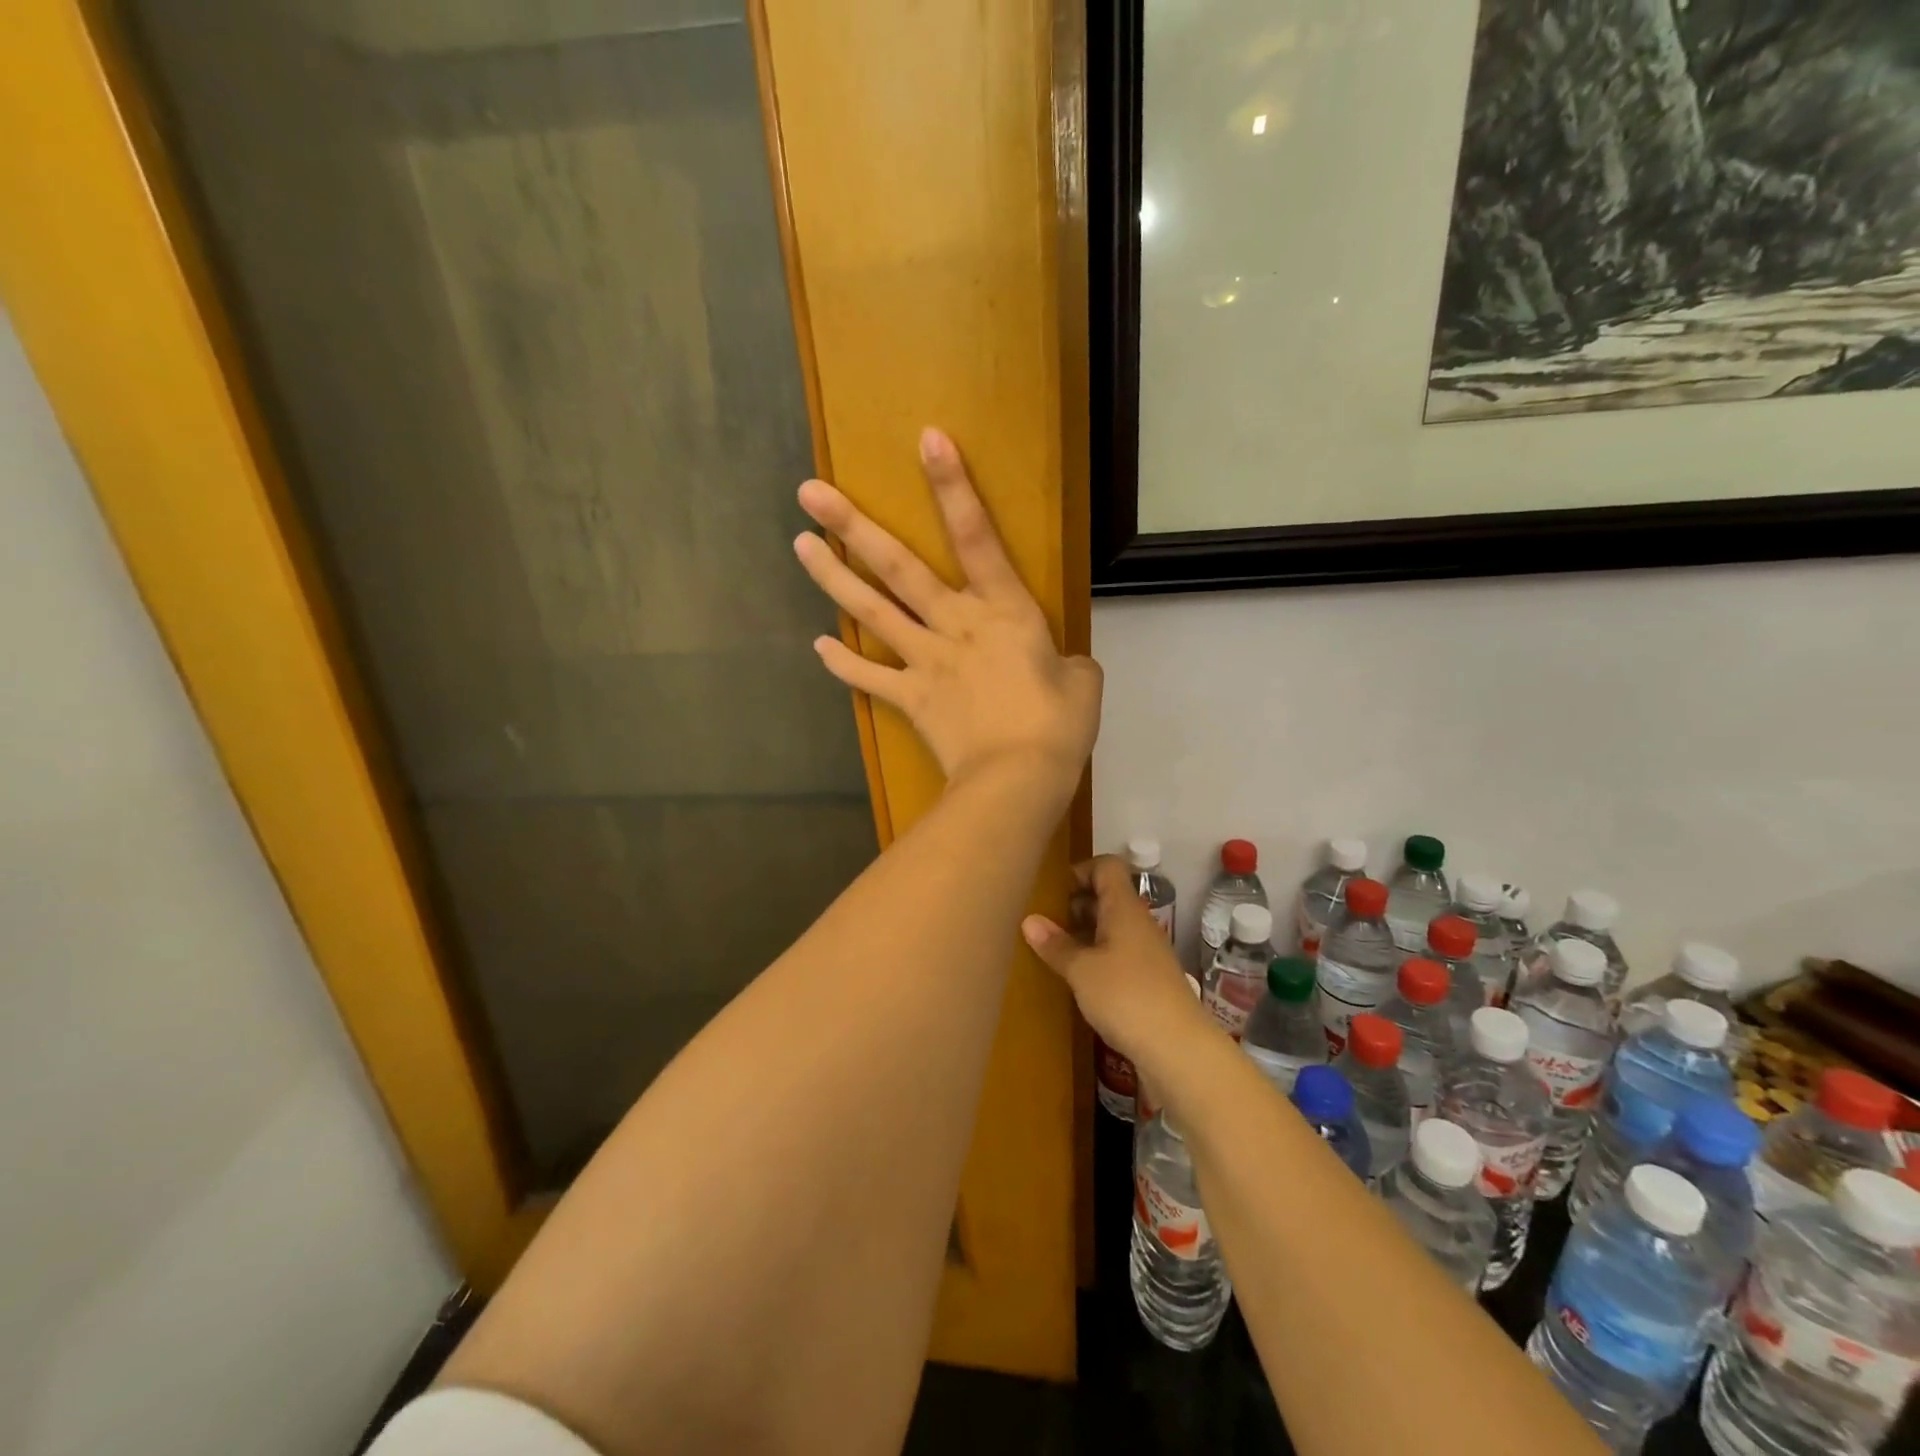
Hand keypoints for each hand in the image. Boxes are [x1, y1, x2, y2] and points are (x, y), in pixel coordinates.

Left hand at [794, 429, 1101, 793]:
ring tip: (800, 545)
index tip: (927, 439)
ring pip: (873, 611)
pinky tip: (819, 648)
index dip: (953, 486)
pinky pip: (871, 678)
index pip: (976, 536)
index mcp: (1004, 611)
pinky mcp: (911, 698)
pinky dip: (845, 664)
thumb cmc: (1057, 727)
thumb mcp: (1084, 684)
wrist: (1018, 779)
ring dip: (833, 578)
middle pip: (898, 567)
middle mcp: (955, 624)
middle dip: (853, 526)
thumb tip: (1063, 666)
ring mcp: (926, 660)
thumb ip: (1070, 664)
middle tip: (809, 492)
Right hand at [1021, 857, 1215, 1075]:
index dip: (1080, 870)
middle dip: (1074, 905)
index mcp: (1124, 908)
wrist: (1178, 1049)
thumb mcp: (1081, 970)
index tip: (1052, 891)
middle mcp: (1137, 923)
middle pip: (1107, 896)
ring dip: (1083, 934)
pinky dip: (1095, 959)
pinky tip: (1076, 979)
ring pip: (1111, 928)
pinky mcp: (1148, 981)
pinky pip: (1117, 955)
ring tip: (1052, 950)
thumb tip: (1029, 920)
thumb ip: (1055, 944)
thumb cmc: (1126, 996)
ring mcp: (1145, 953)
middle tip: (1043, 922)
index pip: (1106, 867)